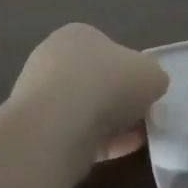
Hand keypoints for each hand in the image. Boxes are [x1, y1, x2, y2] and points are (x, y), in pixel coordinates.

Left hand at [11, 23, 168, 159]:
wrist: (57, 127)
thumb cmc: (108, 84)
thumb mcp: (152, 74)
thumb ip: (153, 78)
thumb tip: (148, 89)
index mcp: (77, 35)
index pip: (108, 50)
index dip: (131, 72)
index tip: (146, 92)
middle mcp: (52, 60)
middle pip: (95, 81)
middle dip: (119, 100)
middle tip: (141, 116)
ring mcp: (39, 97)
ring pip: (84, 110)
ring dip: (110, 124)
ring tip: (135, 139)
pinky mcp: (34, 131)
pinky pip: (74, 134)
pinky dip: (98, 142)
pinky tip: (120, 151)